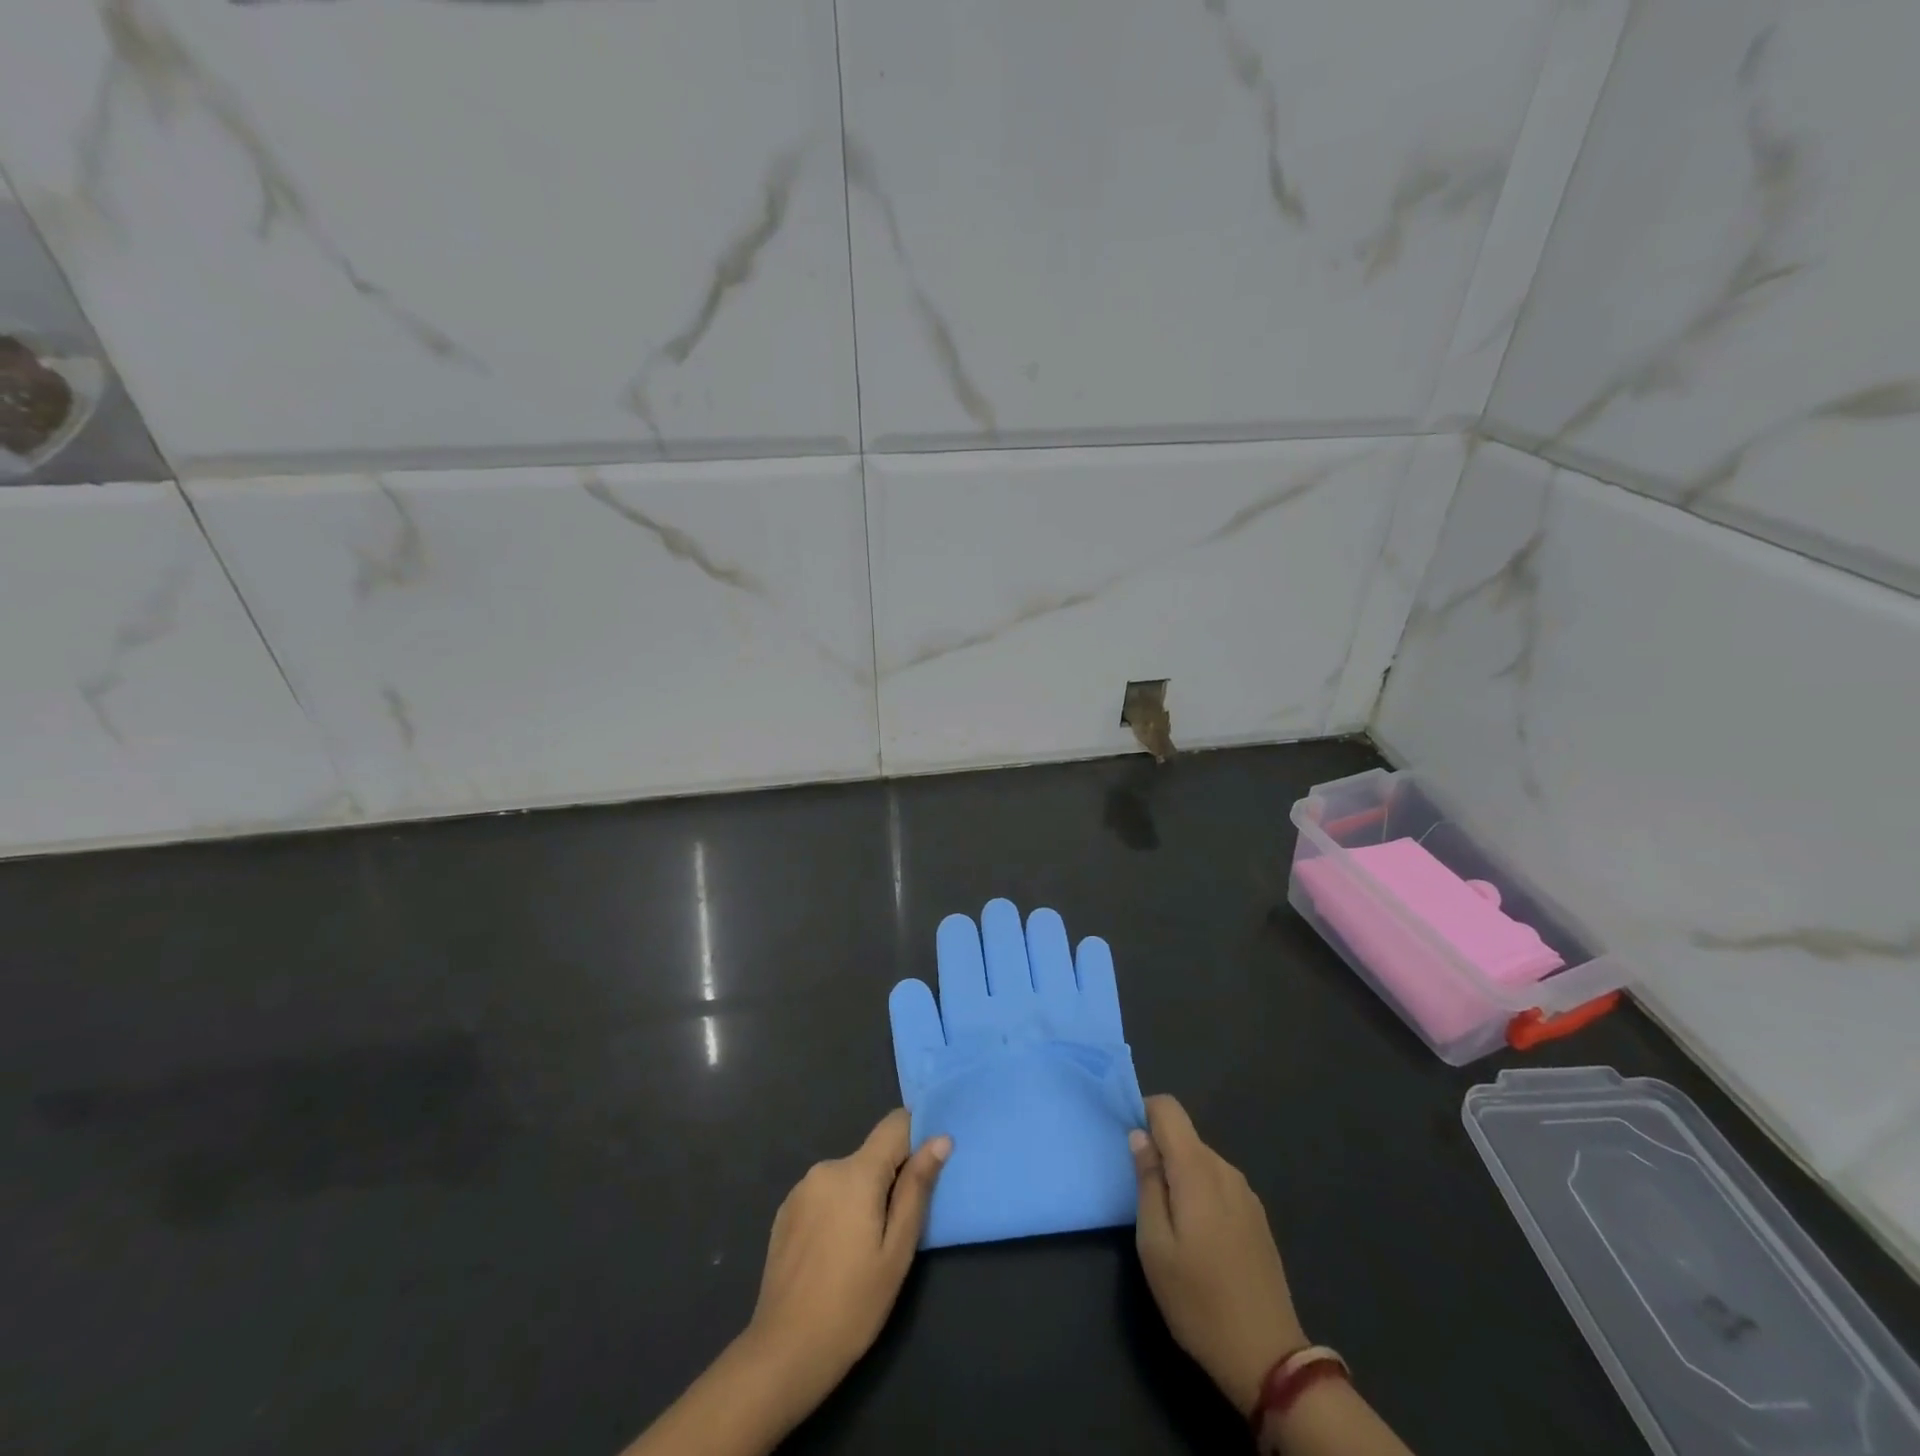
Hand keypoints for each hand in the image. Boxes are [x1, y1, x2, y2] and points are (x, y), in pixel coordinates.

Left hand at [622, 1111, 949, 1455]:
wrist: (783, 1353)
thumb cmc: (852, 1305)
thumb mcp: (897, 1251)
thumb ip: (917, 1189)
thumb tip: (940, 1140)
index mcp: (856, 1172)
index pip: (895, 1124)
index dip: (916, 1137)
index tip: (928, 1170)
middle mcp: (826, 1168)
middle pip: (872, 1155)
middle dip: (889, 1180)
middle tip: (895, 1231)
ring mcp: (800, 1189)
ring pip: (848, 1177)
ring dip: (862, 1197)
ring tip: (862, 1249)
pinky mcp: (785, 1212)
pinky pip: (824, 1195)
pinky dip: (837, 1210)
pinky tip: (833, 1254)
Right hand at [1131, 1094, 1307, 1415]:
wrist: (1268, 1358)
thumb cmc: (1199, 1301)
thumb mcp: (1155, 1245)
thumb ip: (1147, 1183)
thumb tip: (1140, 1137)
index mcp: (1198, 1170)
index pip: (1169, 1109)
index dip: (1143, 1113)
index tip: (1127, 1144)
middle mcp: (1225, 1170)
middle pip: (1184, 1137)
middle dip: (1159, 1152)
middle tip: (1141, 1197)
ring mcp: (1246, 1194)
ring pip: (1201, 1161)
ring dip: (1179, 1176)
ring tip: (1168, 1224)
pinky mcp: (1258, 1217)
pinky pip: (1219, 1184)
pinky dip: (1200, 1194)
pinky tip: (1198, 1239)